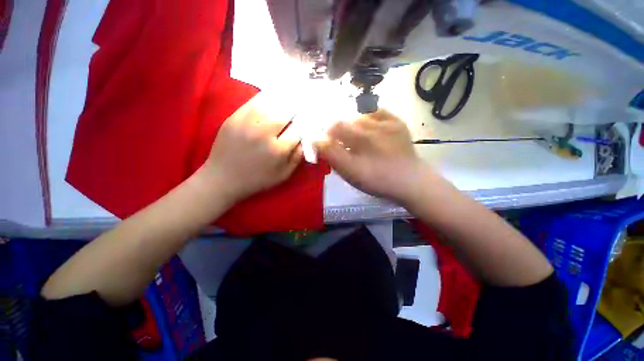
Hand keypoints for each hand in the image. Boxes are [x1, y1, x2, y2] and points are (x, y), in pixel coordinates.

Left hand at [199, 92, 302, 203]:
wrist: (223, 179)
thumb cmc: (257, 180)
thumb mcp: (282, 176)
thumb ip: (296, 158)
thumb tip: (306, 140)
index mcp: (278, 150)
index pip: (298, 130)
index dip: (306, 122)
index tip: (311, 117)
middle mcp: (264, 134)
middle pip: (286, 114)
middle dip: (297, 107)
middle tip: (304, 100)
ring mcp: (247, 124)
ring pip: (270, 104)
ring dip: (283, 98)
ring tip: (293, 91)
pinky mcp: (234, 118)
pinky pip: (252, 102)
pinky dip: (265, 96)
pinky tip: (273, 92)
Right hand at [315, 110, 430, 204]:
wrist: (409, 180)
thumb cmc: (377, 180)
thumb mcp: (351, 174)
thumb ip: (332, 156)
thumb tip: (317, 141)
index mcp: (359, 145)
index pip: (331, 131)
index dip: (324, 136)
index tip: (325, 144)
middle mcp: (371, 130)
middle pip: (343, 123)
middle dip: (336, 132)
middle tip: (341, 144)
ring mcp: (386, 123)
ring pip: (357, 117)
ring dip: (351, 126)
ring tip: (356, 138)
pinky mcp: (396, 122)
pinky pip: (376, 111)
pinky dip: (368, 117)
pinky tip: (369, 128)